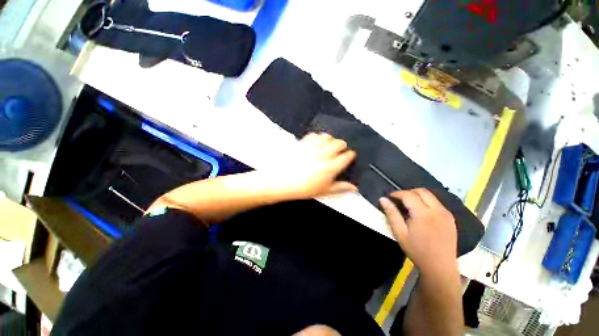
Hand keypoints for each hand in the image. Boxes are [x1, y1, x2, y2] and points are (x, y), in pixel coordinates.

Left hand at [270, 133, 356, 199]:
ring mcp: (313, 147)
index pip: (347, 156)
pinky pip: (314, 134)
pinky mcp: (303, 142)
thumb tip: (353, 187)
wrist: (282, 181)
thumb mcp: (324, 191)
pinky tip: (316, 143)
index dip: (350, 156)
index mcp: (331, 167)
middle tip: (339, 151)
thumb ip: (340, 187)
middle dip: (342, 146)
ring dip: (330, 140)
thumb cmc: (302, 188)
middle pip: (340, 143)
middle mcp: (324, 154)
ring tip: (327, 146)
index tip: (349, 157)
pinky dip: (317, 137)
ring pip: (328, 136)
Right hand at [379, 189, 457, 276]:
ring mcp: (446, 213)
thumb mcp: (399, 233)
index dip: (397, 193)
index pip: (409, 195)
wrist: (440, 267)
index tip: (389, 197)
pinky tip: (421, 212)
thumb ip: (391, 214)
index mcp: (423, 214)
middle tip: (398, 200)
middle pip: (421, 191)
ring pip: (430, 195)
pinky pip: (437, 203)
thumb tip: (382, 199)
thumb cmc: (417, 250)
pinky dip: (426, 201)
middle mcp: (437, 210)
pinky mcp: (451, 218)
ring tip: (408, 205)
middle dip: (408, 192)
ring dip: (417, 196)